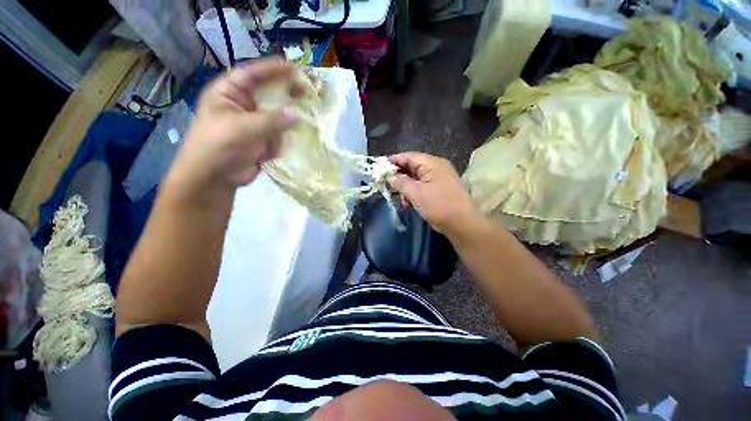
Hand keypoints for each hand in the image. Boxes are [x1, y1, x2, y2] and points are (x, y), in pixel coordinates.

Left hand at [170, 58, 299, 192]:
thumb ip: (272, 120)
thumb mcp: (244, 128)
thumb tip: (297, 114)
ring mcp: (253, 124)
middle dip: (285, 94)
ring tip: (296, 125)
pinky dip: (280, 142)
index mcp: (228, 94)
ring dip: (285, 123)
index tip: (293, 67)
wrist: (215, 178)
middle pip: (267, 94)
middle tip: (304, 91)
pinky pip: (277, 135)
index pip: (252, 74)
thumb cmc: (220, 146)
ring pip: (276, 117)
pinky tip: (273, 151)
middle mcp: (242, 105)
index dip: (272, 70)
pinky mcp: (261, 140)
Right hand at [387, 152, 474, 233]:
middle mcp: (436, 168)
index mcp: (432, 164)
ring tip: (397, 197)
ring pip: (415, 178)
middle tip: (385, 183)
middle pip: (412, 167)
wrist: (461, 223)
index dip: (394, 160)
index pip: (409, 157)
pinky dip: (412, 193)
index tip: (380, 166)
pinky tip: (407, 203)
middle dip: (398, 176)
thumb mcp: (417, 193)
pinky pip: (421, 187)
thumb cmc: (439, 206)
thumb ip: (401, 182)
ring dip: (405, 187)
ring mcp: (437, 179)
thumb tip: (389, 175)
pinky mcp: (437, 189)